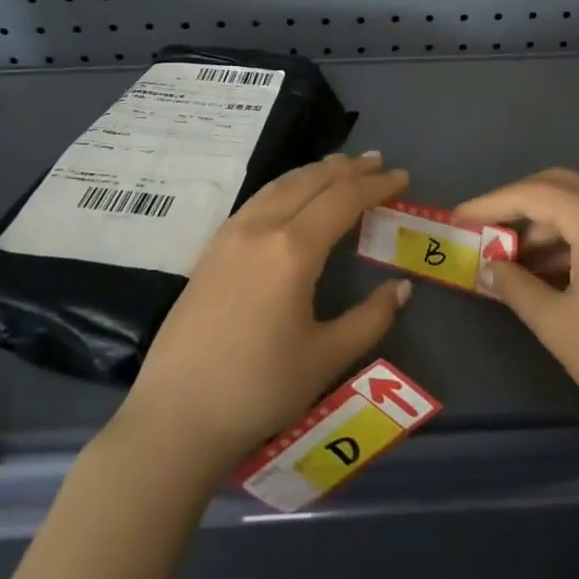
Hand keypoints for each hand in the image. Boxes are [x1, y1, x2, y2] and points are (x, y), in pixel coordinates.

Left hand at [121, 152, 412, 474]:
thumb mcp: (326, 358)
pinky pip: (257, 200)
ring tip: (341, 167)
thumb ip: (370, 318)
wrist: (176, 417)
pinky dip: (286, 186)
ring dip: (315, 171)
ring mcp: (230, 236)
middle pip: (310, 182)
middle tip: (378, 162)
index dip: (375, 185)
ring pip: (280, 185)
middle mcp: (260, 229)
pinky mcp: (211, 250)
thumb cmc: (258, 389)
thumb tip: (401, 287)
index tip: (402, 177)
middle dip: (348, 169)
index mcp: (292, 250)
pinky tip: (292, 196)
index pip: (343, 200)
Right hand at [456, 168, 578, 438]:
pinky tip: (549, 271)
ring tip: (511, 259)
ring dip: (544, 224)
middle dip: (517, 205)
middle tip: (484, 231)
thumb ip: (515, 287)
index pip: (531, 193)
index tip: (459, 218)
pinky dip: (570, 238)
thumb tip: (489, 268)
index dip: (490, 204)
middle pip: (558, 186)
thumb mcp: (556, 322)